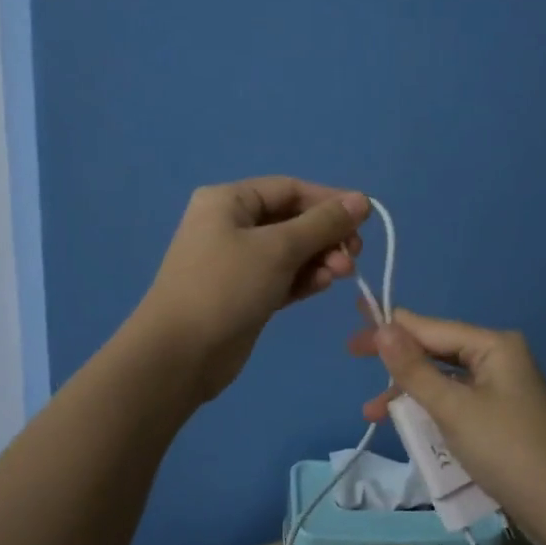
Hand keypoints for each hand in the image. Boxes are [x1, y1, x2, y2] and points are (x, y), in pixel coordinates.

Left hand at [133, 177, 369, 400]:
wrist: (180, 355)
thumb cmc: (226, 287)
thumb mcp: (278, 248)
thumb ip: (323, 223)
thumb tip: (361, 200)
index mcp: (229, 201)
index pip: (290, 189)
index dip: (329, 201)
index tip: (366, 219)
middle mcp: (231, 225)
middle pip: (292, 220)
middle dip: (326, 236)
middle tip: (353, 255)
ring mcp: (236, 261)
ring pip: (290, 251)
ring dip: (319, 259)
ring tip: (341, 275)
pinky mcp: (245, 293)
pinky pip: (283, 276)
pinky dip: (304, 279)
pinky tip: (322, 286)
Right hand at [346, 306, 545, 543]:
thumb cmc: (507, 450)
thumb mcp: (453, 408)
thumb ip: (414, 369)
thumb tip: (383, 327)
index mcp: (493, 345)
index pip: (430, 327)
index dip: (390, 327)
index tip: (354, 327)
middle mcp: (498, 359)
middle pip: (436, 350)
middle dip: (396, 360)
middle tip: (352, 356)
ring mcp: (501, 390)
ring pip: (443, 380)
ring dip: (409, 393)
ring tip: (372, 412)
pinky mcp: (500, 418)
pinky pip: (456, 404)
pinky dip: (431, 412)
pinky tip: (407, 426)